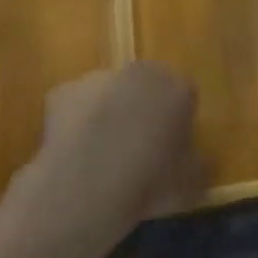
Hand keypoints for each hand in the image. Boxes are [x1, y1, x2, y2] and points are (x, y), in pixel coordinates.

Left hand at [2, 63, 202, 246]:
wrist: (85, 186)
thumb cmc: (149, 181)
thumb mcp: (191, 182)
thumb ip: (194, 162)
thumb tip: (189, 158)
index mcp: (178, 87)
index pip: (185, 97)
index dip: (178, 123)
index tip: (171, 149)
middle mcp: (140, 72)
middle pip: (147, 87)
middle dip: (144, 109)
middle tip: (139, 148)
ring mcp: (99, 78)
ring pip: (111, 94)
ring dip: (110, 113)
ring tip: (102, 155)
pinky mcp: (62, 91)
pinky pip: (77, 106)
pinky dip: (77, 122)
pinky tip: (75, 153)